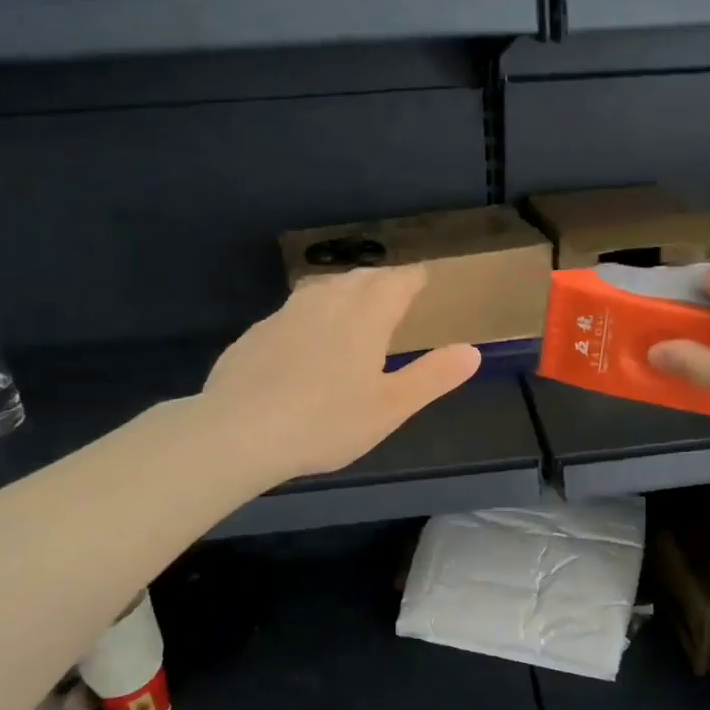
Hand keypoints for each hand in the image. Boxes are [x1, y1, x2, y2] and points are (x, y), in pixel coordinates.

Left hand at [202, 266, 480, 482]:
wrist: (237, 431)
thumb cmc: (326, 421)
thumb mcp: (391, 407)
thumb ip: (433, 376)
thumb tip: (471, 351)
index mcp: (366, 313)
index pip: (400, 279)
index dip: (416, 279)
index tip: (426, 282)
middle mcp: (328, 300)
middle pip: (362, 278)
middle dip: (383, 282)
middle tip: (397, 297)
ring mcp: (286, 313)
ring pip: (324, 289)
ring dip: (346, 293)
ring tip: (355, 312)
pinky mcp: (257, 332)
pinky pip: (294, 312)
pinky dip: (312, 317)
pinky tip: (307, 346)